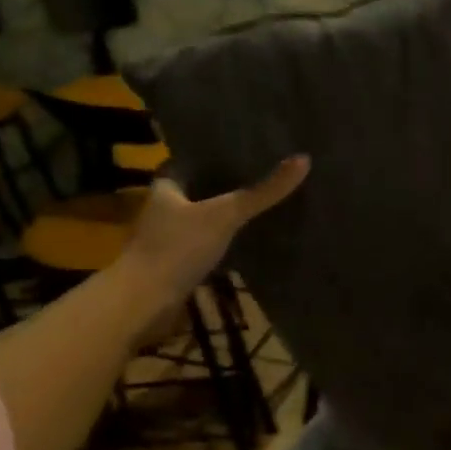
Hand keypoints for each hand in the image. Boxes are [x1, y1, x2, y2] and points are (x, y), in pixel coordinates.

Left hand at [116, 156, 310, 333]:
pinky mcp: (177, 264)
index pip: (191, 159)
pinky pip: (205, 245)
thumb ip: (262, 192)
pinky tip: (247, 241)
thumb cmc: (178, 248)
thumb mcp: (226, 215)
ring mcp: (168, 238)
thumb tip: (304, 160)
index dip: (215, 153)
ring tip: (261, 205)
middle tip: (262, 174)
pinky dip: (223, 242)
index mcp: (166, 185)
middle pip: (199, 189)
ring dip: (224, 215)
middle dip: (224, 185)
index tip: (245, 148)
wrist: (146, 301)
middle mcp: (164, 207)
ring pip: (202, 219)